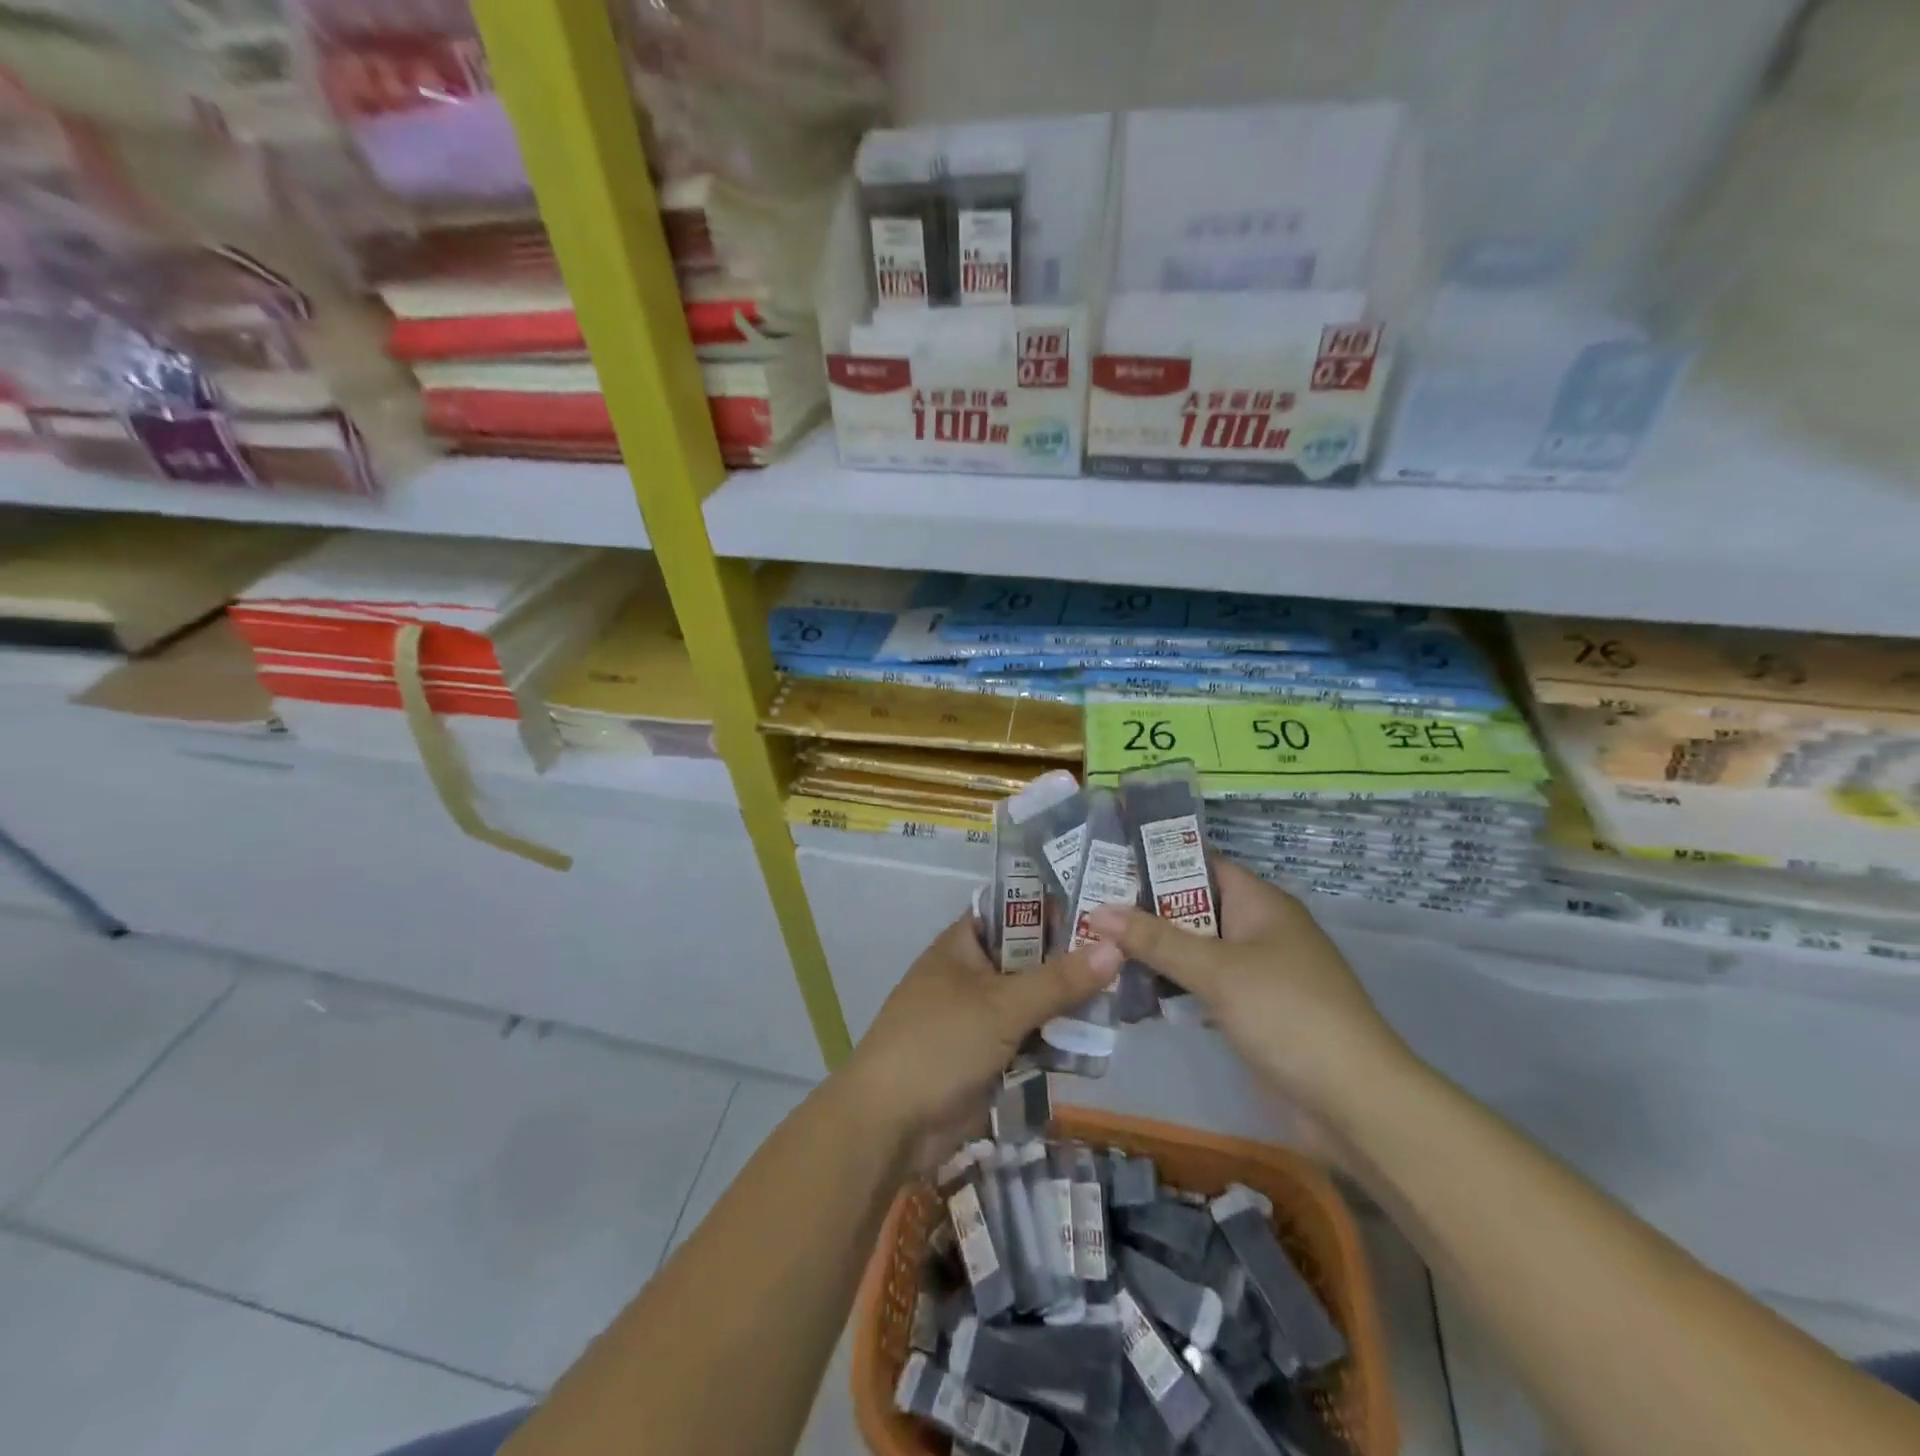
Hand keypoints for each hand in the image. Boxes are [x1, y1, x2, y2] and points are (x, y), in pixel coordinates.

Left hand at [845, 914, 1120, 1172]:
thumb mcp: (1001, 1006)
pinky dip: (1055, 1040)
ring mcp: (979, 1017)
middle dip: (1071, 962)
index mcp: (963, 946)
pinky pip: (1029, 1038)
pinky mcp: (987, 1056)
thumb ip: (1058, 980)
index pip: (1014, 911)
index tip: (1104, 911)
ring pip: (1033, 1001)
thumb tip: (1114, 946)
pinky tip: (1097, 1041)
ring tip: (1125, 999)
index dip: (1054, 908)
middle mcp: (971, 974)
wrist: (889, 1125)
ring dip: (1068, 1005)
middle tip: (1128, 958)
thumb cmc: (939, 1045)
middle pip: (1029, 959)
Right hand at [1088, 858, 1411, 1118]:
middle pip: (1194, 908)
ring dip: (1155, 951)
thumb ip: (1155, 940)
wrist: (1355, 1103)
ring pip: (1196, 950)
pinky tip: (1132, 991)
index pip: (1202, 864)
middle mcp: (1259, 931)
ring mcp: (1257, 974)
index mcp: (1261, 904)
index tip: (1107, 864)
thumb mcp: (1217, 970)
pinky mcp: (1253, 1012)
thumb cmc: (1288, 1015)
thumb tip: (1097, 912)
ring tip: (1097, 947)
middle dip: (1145, 910)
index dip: (1157, 861)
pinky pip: (1204, 985)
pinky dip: (1173, 985)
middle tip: (1088, 909)